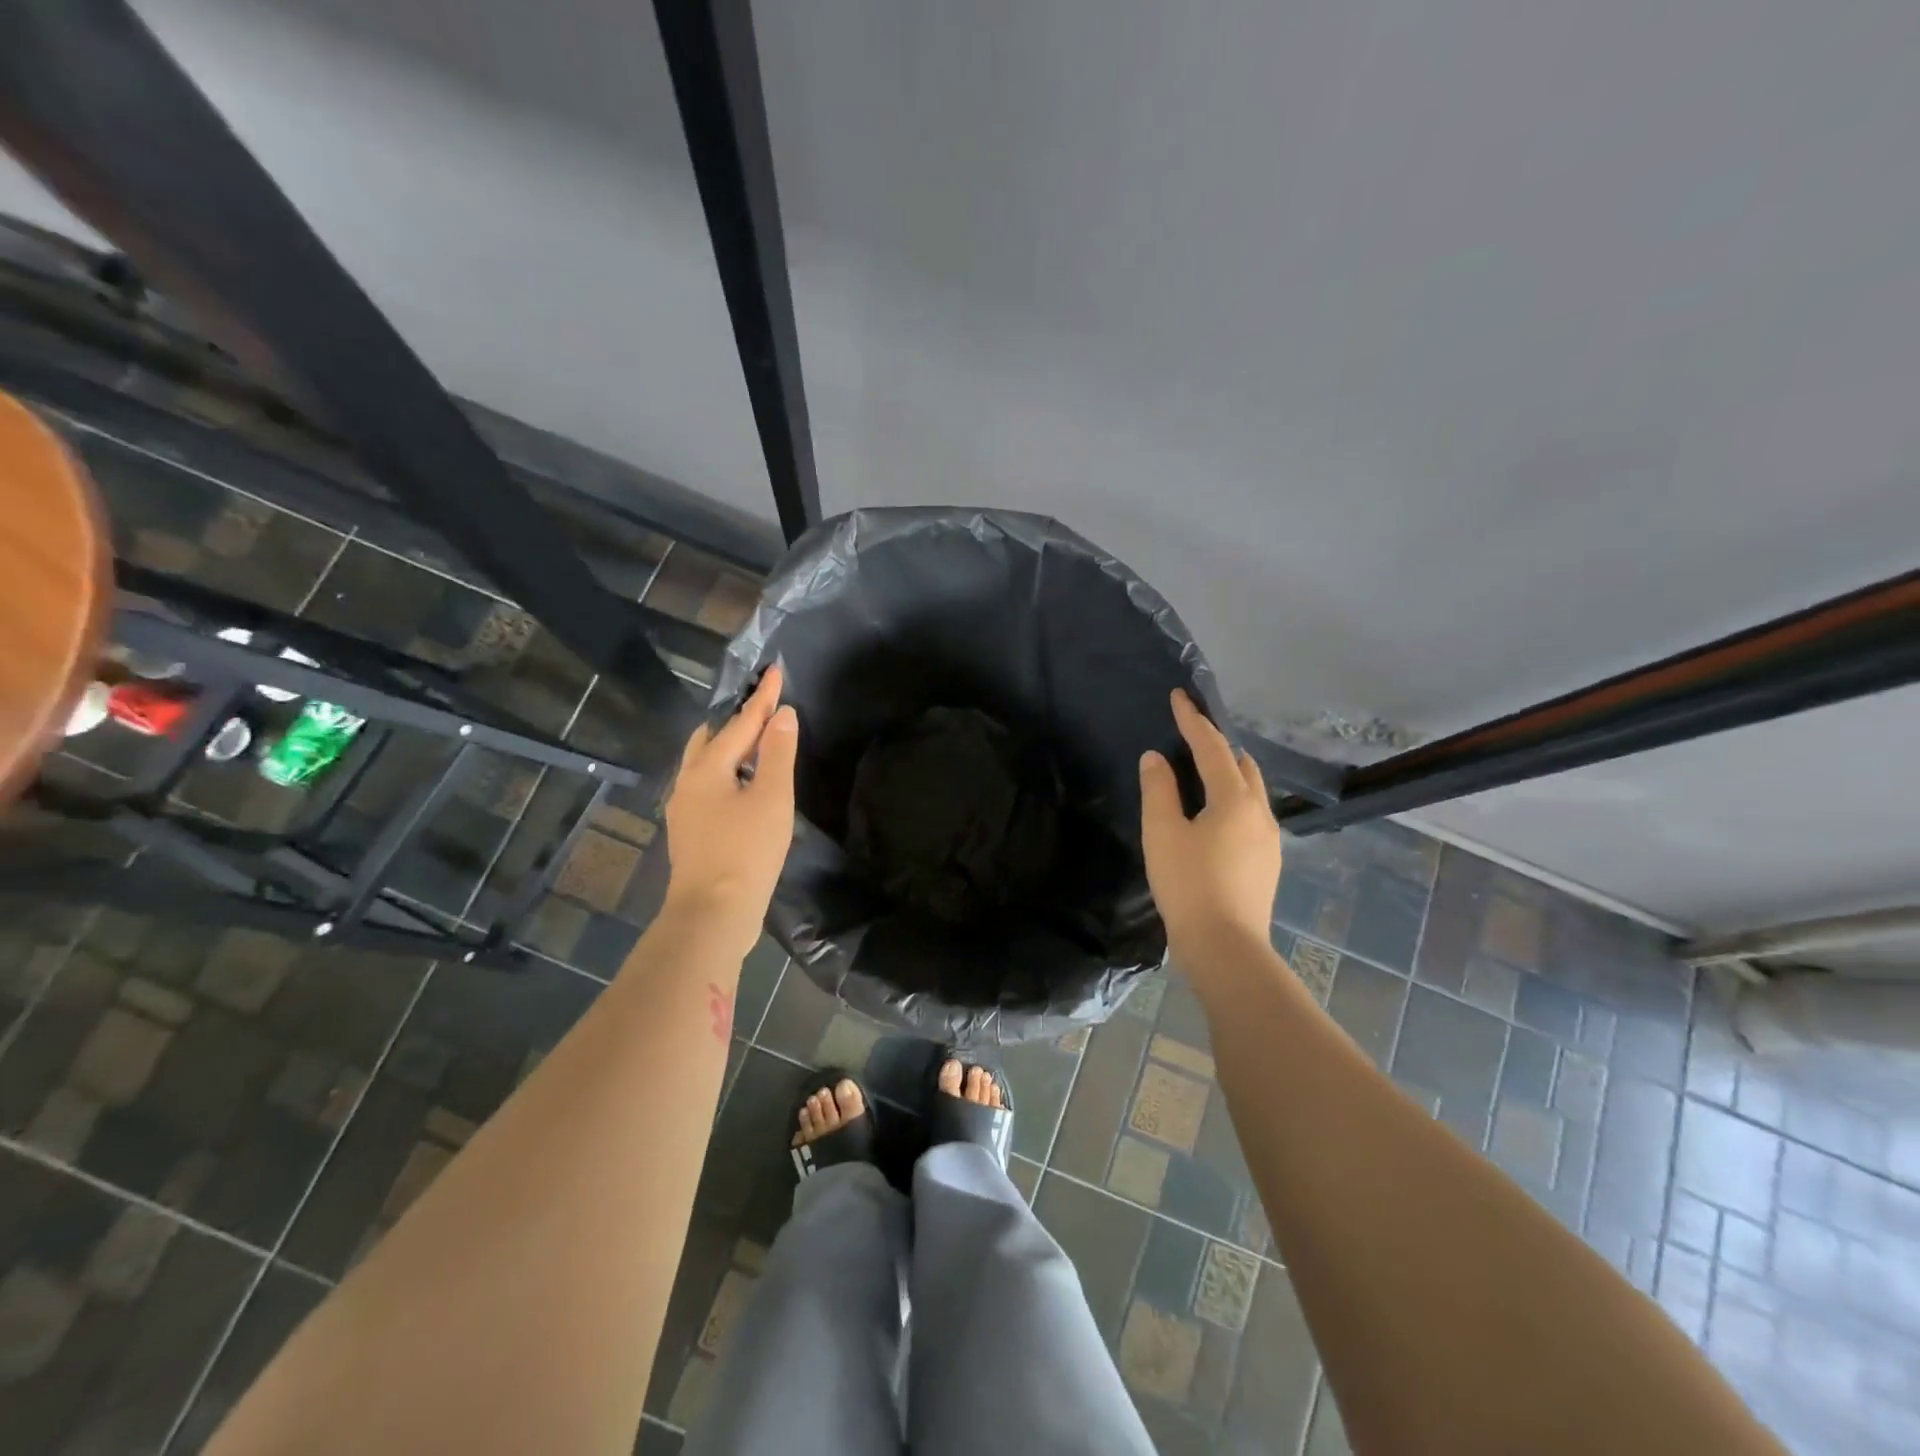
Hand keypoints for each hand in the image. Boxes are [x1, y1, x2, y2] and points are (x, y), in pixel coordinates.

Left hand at [660, 666, 798, 946]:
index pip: (739, 723)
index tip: (774, 670)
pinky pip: (708, 786)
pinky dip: (728, 772)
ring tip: (757, 742)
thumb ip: (777, 753)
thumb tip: (782, 715)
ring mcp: (685, 809)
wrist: (712, 914)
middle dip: (737, 719)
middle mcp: (688, 782)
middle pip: (711, 738)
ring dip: (731, 747)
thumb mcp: (772, 797)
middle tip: (763, 707)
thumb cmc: (746, 851)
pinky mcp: (691, 832)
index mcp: (706, 768)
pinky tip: (744, 785)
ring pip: (706, 763)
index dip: (762, 697)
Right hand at [1139, 690, 1282, 960]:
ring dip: (1227, 774)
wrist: (1226, 947)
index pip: (1212, 747)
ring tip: (1200, 774)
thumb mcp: (1162, 833)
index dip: (1193, 720)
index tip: (1179, 696)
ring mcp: (1269, 839)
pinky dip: (1232, 800)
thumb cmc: (1188, 885)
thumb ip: (1158, 790)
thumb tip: (1156, 758)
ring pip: (1251, 791)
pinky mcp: (1267, 862)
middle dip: (1217, 745)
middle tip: (1189, 737)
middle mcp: (1260, 812)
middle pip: (1241, 765)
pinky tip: (1213, 817)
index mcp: (1235, 799)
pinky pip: (1250, 814)